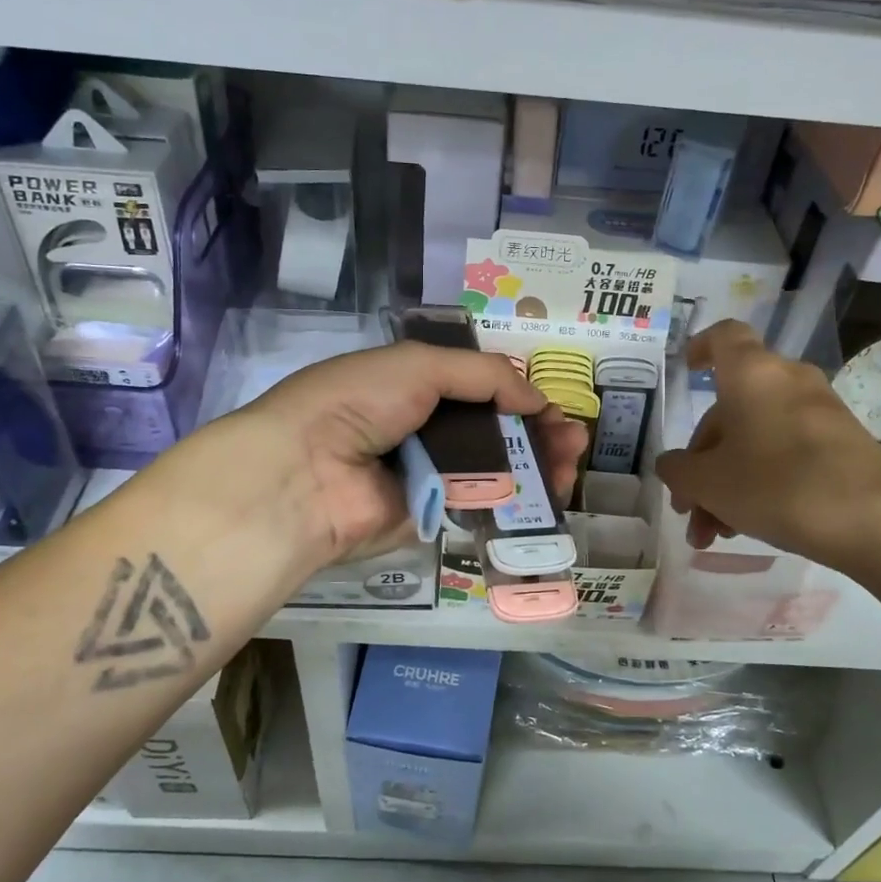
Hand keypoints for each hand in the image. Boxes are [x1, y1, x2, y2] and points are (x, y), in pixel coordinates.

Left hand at [215, 342, 588, 567]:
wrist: (306, 474)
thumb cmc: (358, 403)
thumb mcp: (419, 366)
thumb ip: (483, 375)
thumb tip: (535, 397)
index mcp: (412, 386)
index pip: (478, 389)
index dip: (518, 396)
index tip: (553, 407)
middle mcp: (422, 429)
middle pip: (492, 431)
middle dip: (536, 433)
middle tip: (574, 442)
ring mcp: (427, 475)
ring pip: (493, 469)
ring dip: (534, 466)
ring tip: (569, 464)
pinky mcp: (431, 516)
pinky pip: (479, 504)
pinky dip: (514, 500)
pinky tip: (547, 494)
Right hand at [653, 321, 880, 574]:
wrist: (876, 523)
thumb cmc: (778, 487)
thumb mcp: (709, 483)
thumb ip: (678, 470)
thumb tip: (673, 465)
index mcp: (752, 374)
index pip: (724, 336)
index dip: (701, 347)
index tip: (687, 371)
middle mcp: (787, 382)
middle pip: (731, 408)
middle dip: (702, 461)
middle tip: (688, 506)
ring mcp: (819, 412)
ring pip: (755, 438)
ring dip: (726, 482)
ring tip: (713, 533)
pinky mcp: (842, 444)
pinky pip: (785, 452)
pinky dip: (759, 481)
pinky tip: (746, 526)